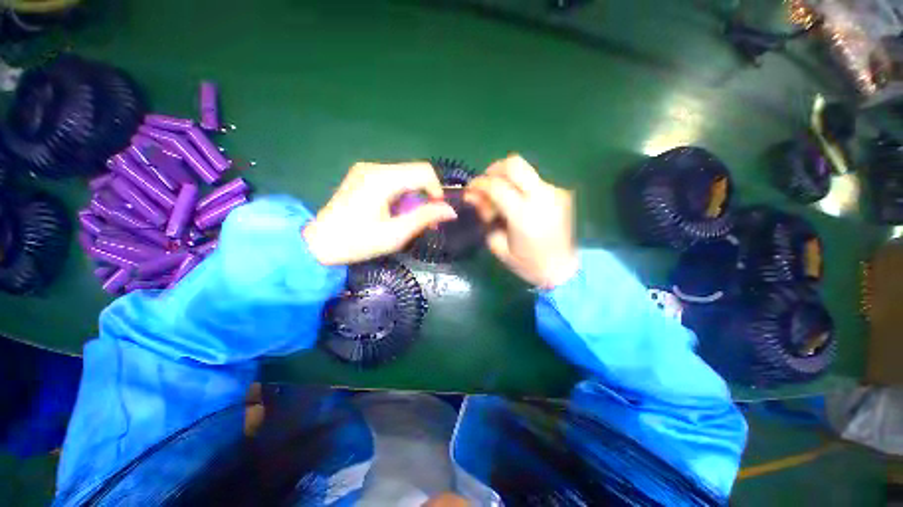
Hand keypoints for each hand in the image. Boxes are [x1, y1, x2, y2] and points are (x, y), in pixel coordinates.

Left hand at [303, 162, 456, 264]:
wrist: (318, 244)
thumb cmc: (357, 242)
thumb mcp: (395, 234)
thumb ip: (425, 218)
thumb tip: (450, 211)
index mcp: (382, 179)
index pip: (424, 171)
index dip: (437, 190)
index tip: (436, 213)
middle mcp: (374, 167)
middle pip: (415, 172)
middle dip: (426, 195)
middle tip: (425, 221)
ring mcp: (366, 169)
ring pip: (405, 176)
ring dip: (414, 196)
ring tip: (408, 219)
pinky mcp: (362, 176)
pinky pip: (393, 179)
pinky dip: (401, 194)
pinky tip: (394, 212)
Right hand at [465, 155, 577, 288]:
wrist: (565, 269)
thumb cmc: (528, 264)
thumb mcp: (499, 246)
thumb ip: (485, 217)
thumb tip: (474, 196)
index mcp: (524, 215)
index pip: (496, 186)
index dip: (479, 184)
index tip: (470, 190)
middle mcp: (541, 197)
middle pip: (514, 164)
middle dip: (494, 169)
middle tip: (486, 184)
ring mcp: (554, 192)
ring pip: (525, 171)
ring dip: (507, 179)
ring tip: (501, 199)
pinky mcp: (561, 193)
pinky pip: (533, 182)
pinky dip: (520, 188)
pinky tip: (517, 204)